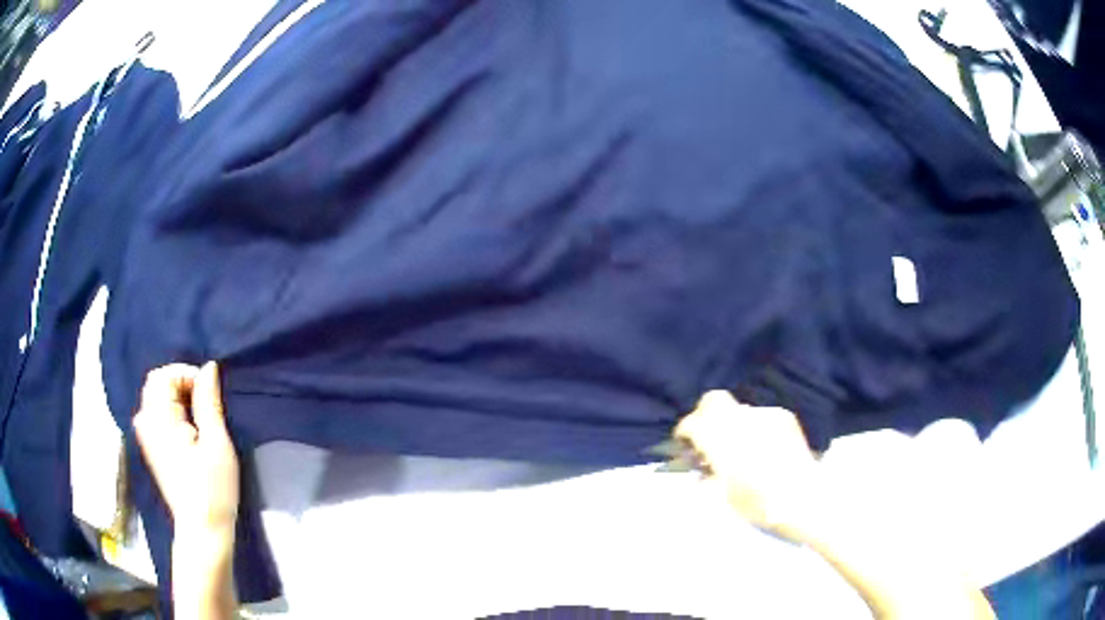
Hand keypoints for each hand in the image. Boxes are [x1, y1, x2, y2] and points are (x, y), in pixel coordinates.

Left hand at [134, 362, 239, 537]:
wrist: (203, 531)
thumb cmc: (213, 489)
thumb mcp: (217, 444)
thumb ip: (209, 402)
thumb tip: (209, 367)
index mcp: (158, 420)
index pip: (163, 375)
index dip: (187, 375)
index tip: (210, 394)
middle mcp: (145, 423)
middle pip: (156, 384)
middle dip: (181, 384)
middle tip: (206, 405)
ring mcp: (146, 437)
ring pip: (155, 399)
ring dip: (177, 398)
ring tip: (200, 418)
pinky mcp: (151, 449)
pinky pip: (156, 415)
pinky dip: (172, 412)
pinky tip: (189, 431)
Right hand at [674, 390, 820, 539]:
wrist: (804, 498)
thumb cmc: (759, 504)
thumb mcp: (724, 498)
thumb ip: (707, 479)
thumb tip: (700, 472)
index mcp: (721, 441)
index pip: (693, 422)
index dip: (684, 431)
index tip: (684, 443)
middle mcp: (741, 421)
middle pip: (714, 400)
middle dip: (705, 414)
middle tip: (707, 436)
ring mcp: (764, 415)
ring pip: (739, 409)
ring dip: (733, 424)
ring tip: (741, 447)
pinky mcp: (783, 417)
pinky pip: (760, 416)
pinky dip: (755, 428)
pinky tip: (763, 448)